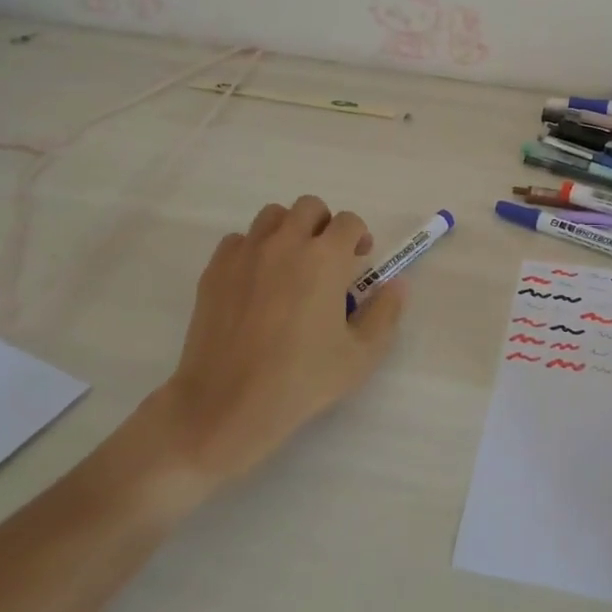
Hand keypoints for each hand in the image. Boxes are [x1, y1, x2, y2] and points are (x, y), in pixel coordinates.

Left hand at [127, 196, 406, 491]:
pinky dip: (253, 250)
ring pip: (272, 216)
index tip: (358, 260)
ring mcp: (246, 253)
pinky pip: (239, 240)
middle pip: (309, 207)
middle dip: (324, 225)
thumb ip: (385, 313)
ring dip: (288, 231)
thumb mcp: (361, 355)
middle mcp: (285, 243)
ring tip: (290, 265)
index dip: (358, 236)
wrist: (226, 404)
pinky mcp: (215, 270)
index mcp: (325, 258)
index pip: (348, 221)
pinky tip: (256, 282)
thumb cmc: (301, 380)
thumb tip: (396, 283)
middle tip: (326, 259)